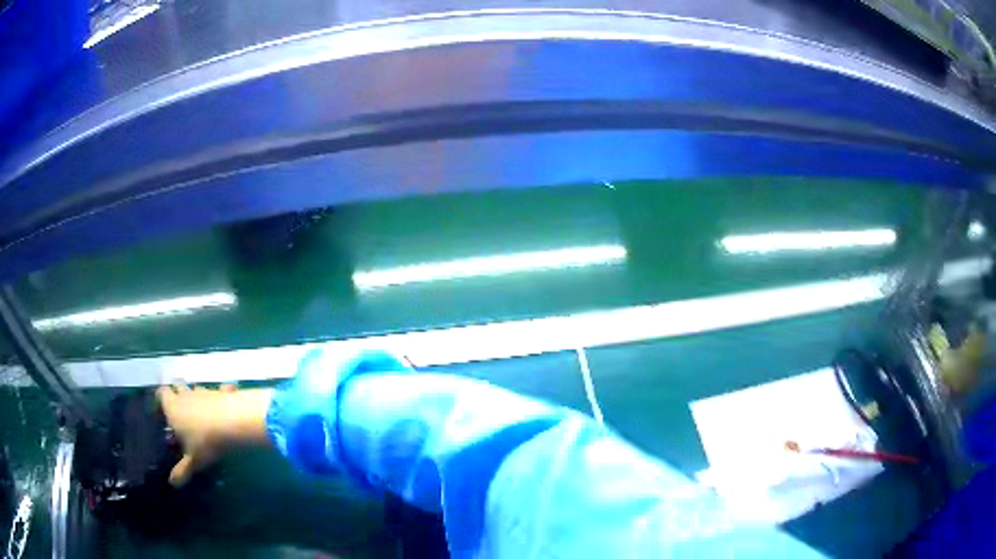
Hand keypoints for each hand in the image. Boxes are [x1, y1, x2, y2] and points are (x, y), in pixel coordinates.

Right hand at [157, 384, 272, 486]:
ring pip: (196, 388)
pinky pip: (220, 390)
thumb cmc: (206, 441)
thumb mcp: (194, 460)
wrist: (234, 421)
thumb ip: (182, 471)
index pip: (162, 393)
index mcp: (173, 407)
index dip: (161, 398)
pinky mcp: (222, 392)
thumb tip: (172, 483)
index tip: (163, 407)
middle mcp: (186, 395)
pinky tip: (225, 399)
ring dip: (196, 395)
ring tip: (200, 408)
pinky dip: (221, 393)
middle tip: (180, 406)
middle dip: (177, 392)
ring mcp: (204, 391)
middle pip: (177, 386)